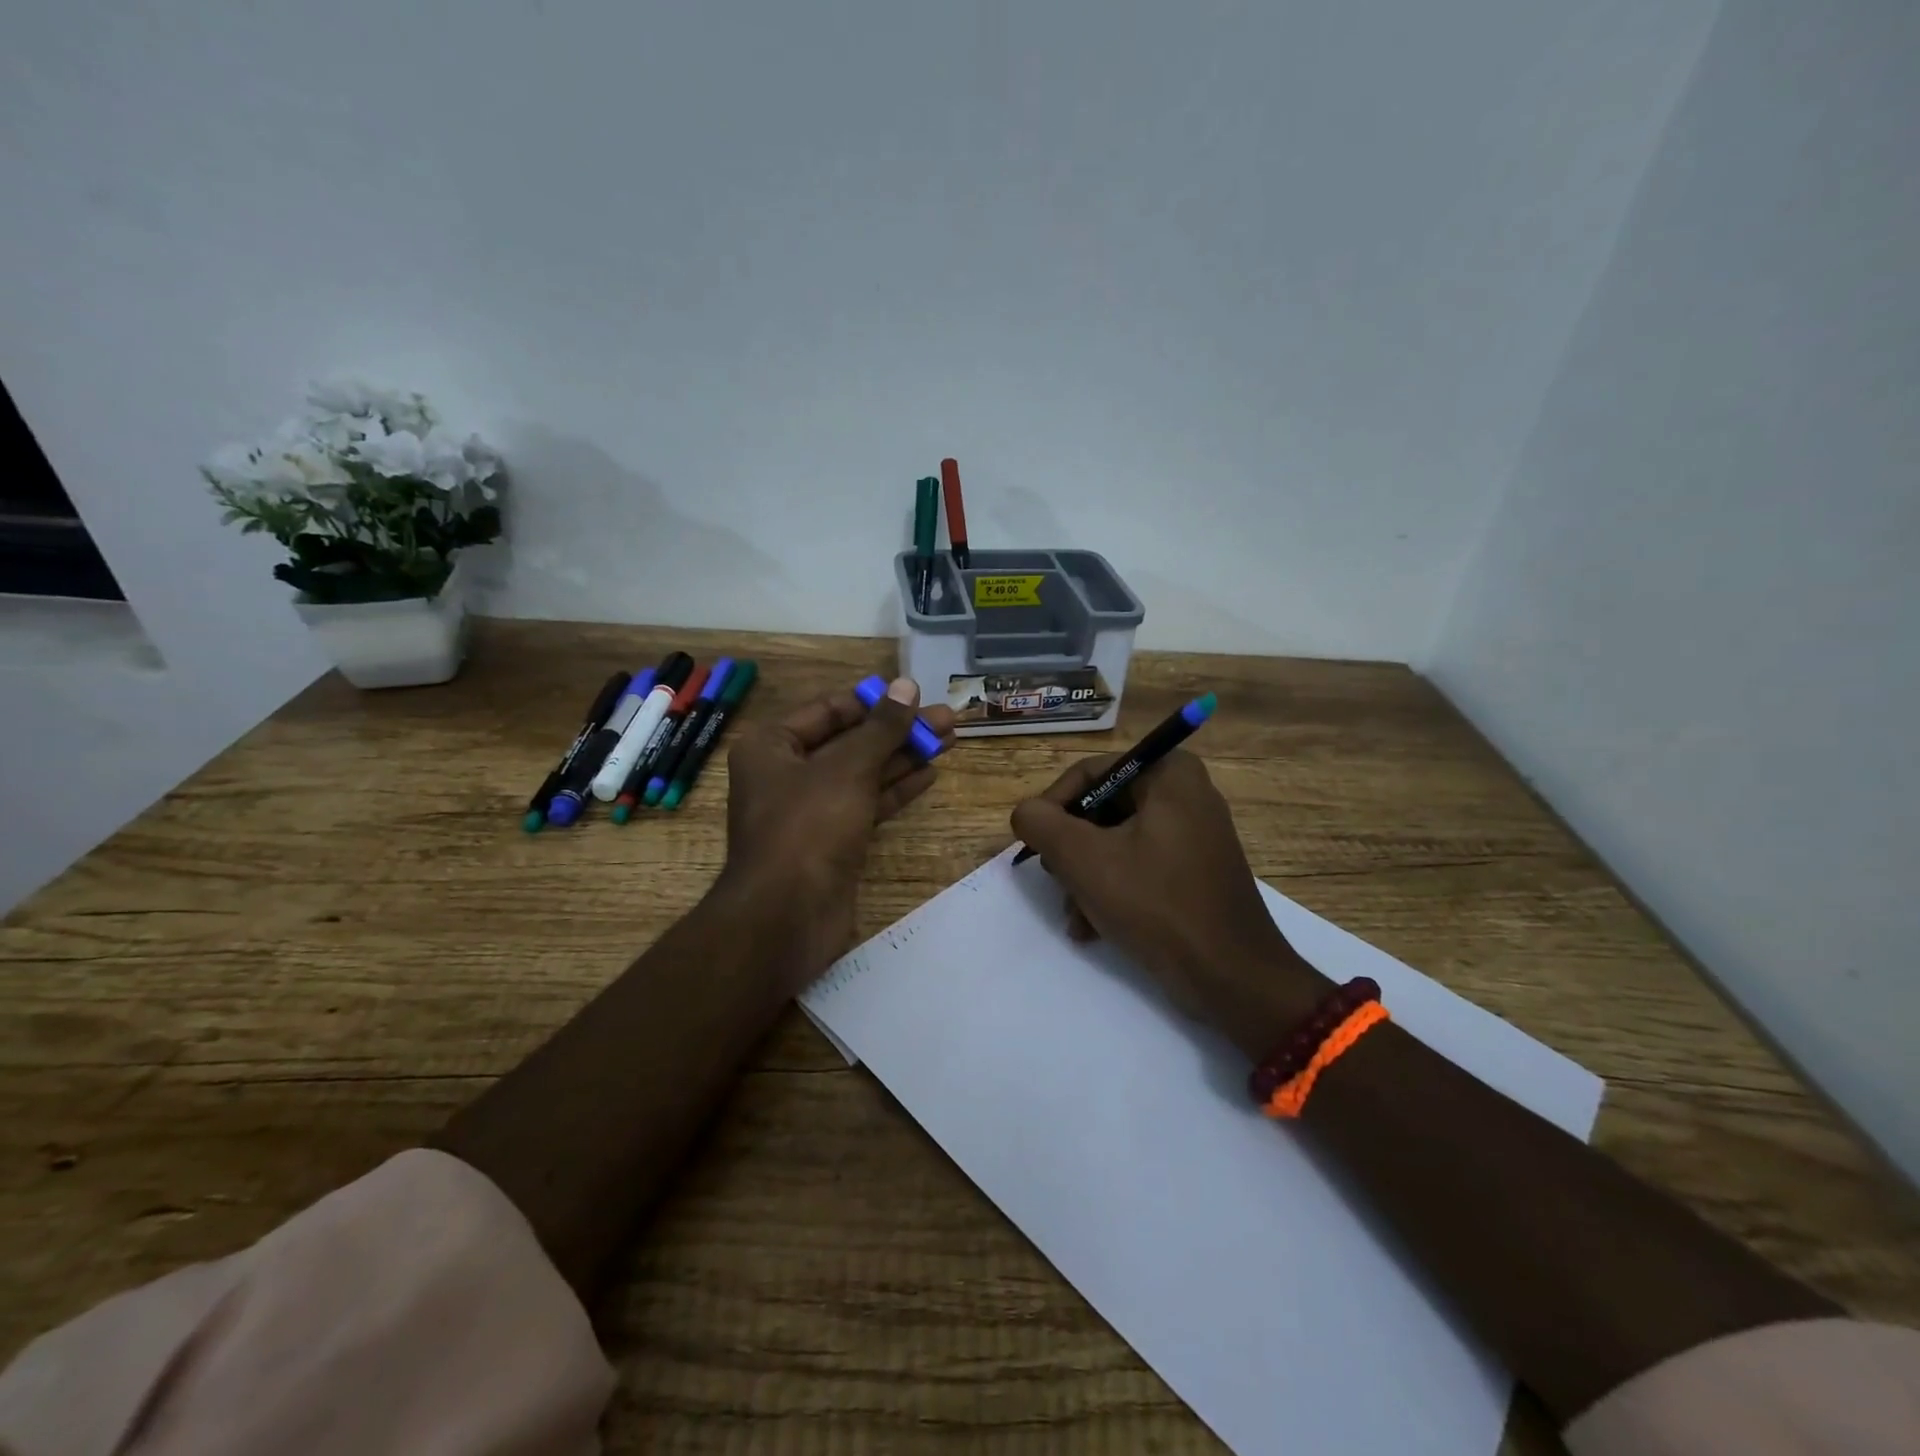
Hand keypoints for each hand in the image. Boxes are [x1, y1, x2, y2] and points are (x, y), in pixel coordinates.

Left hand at [722, 677, 954, 988]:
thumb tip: (907, 685)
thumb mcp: (848, 768)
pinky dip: (895, 789)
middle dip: (898, 730)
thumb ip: (882, 727)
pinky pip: (866, 804)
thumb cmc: (809, 827)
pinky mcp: (832, 840)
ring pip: (863, 773)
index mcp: (772, 746)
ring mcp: (811, 810)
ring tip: (950, 739)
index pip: (829, 709)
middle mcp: (787, 773)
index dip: (873, 701)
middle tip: (947, 719)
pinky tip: (929, 774)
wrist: (787, 916)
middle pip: (851, 741)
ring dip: (904, 757)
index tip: (914, 696)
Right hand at [1011, 750, 1330, 1058]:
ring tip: (1074, 916)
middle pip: (1101, 809)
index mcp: (1169, 774)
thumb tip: (1026, 814)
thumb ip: (1041, 824)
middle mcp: (1186, 794)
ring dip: (1086, 879)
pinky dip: (1111, 891)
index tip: (1035, 847)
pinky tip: (1091, 928)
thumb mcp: (1083, 858)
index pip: (1089, 773)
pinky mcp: (1195, 871)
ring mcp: (1194, 834)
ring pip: (1115, 842)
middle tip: (1057, 883)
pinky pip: (1139, 867)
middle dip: (1072, 852)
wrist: (1231, 977)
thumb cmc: (1156, 903)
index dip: (1053, 808)